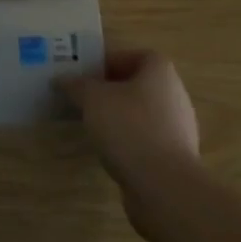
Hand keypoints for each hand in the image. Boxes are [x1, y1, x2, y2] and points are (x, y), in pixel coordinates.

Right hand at [57, 50, 200, 195]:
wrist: (164, 186)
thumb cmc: (129, 127)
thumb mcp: (93, 99)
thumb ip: (76, 85)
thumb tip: (62, 79)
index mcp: (160, 71)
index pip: (134, 55)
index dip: (109, 61)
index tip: (86, 75)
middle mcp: (175, 94)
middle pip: (138, 84)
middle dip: (110, 90)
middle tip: (84, 98)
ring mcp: (178, 128)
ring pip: (142, 113)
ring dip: (118, 117)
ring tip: (92, 125)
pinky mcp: (174, 157)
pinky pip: (146, 139)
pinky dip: (128, 141)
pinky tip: (109, 151)